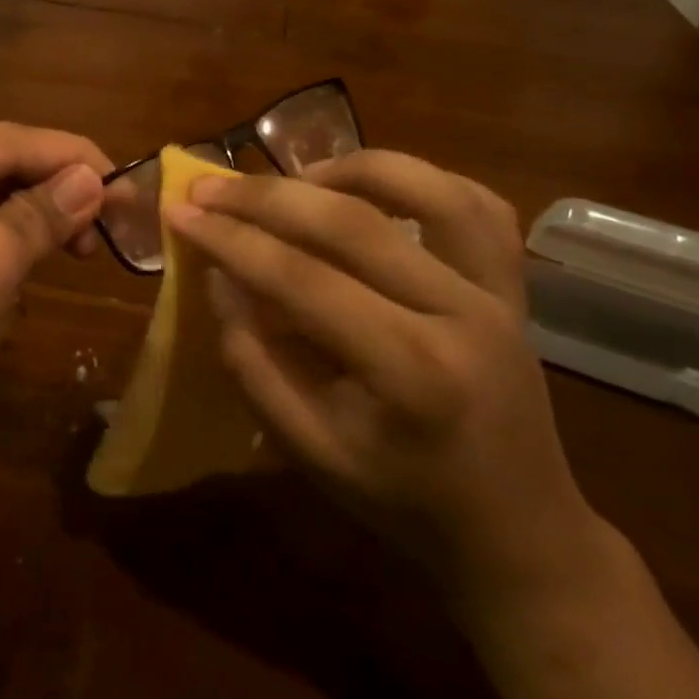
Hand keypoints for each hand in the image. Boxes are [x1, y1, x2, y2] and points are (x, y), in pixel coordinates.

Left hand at [0, 118, 110, 443]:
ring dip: (37, 212)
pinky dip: (9, 228)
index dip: (73, 159)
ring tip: (81, 245)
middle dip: (56, 189)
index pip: (5, 139)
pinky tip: (41, 247)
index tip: (129, 183)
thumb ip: (48, 211)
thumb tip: (98, 179)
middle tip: (114, 220)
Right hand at [164, 149, 610, 617]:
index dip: (232, 239)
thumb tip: (219, 276)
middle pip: (353, 223)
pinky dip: (422, 180)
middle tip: (210, 185)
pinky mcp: (514, 285)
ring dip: (350, 168)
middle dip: (267, 197)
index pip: (302, 279)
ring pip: (427, 189)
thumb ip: (253, 362)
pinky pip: (477, 204)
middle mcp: (461, 314)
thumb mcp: (309, 452)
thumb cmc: (403, 501)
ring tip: (295, 177)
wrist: (518, 531)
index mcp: (409, 371)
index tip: (180, 211)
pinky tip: (373, 187)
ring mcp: (498, 293)